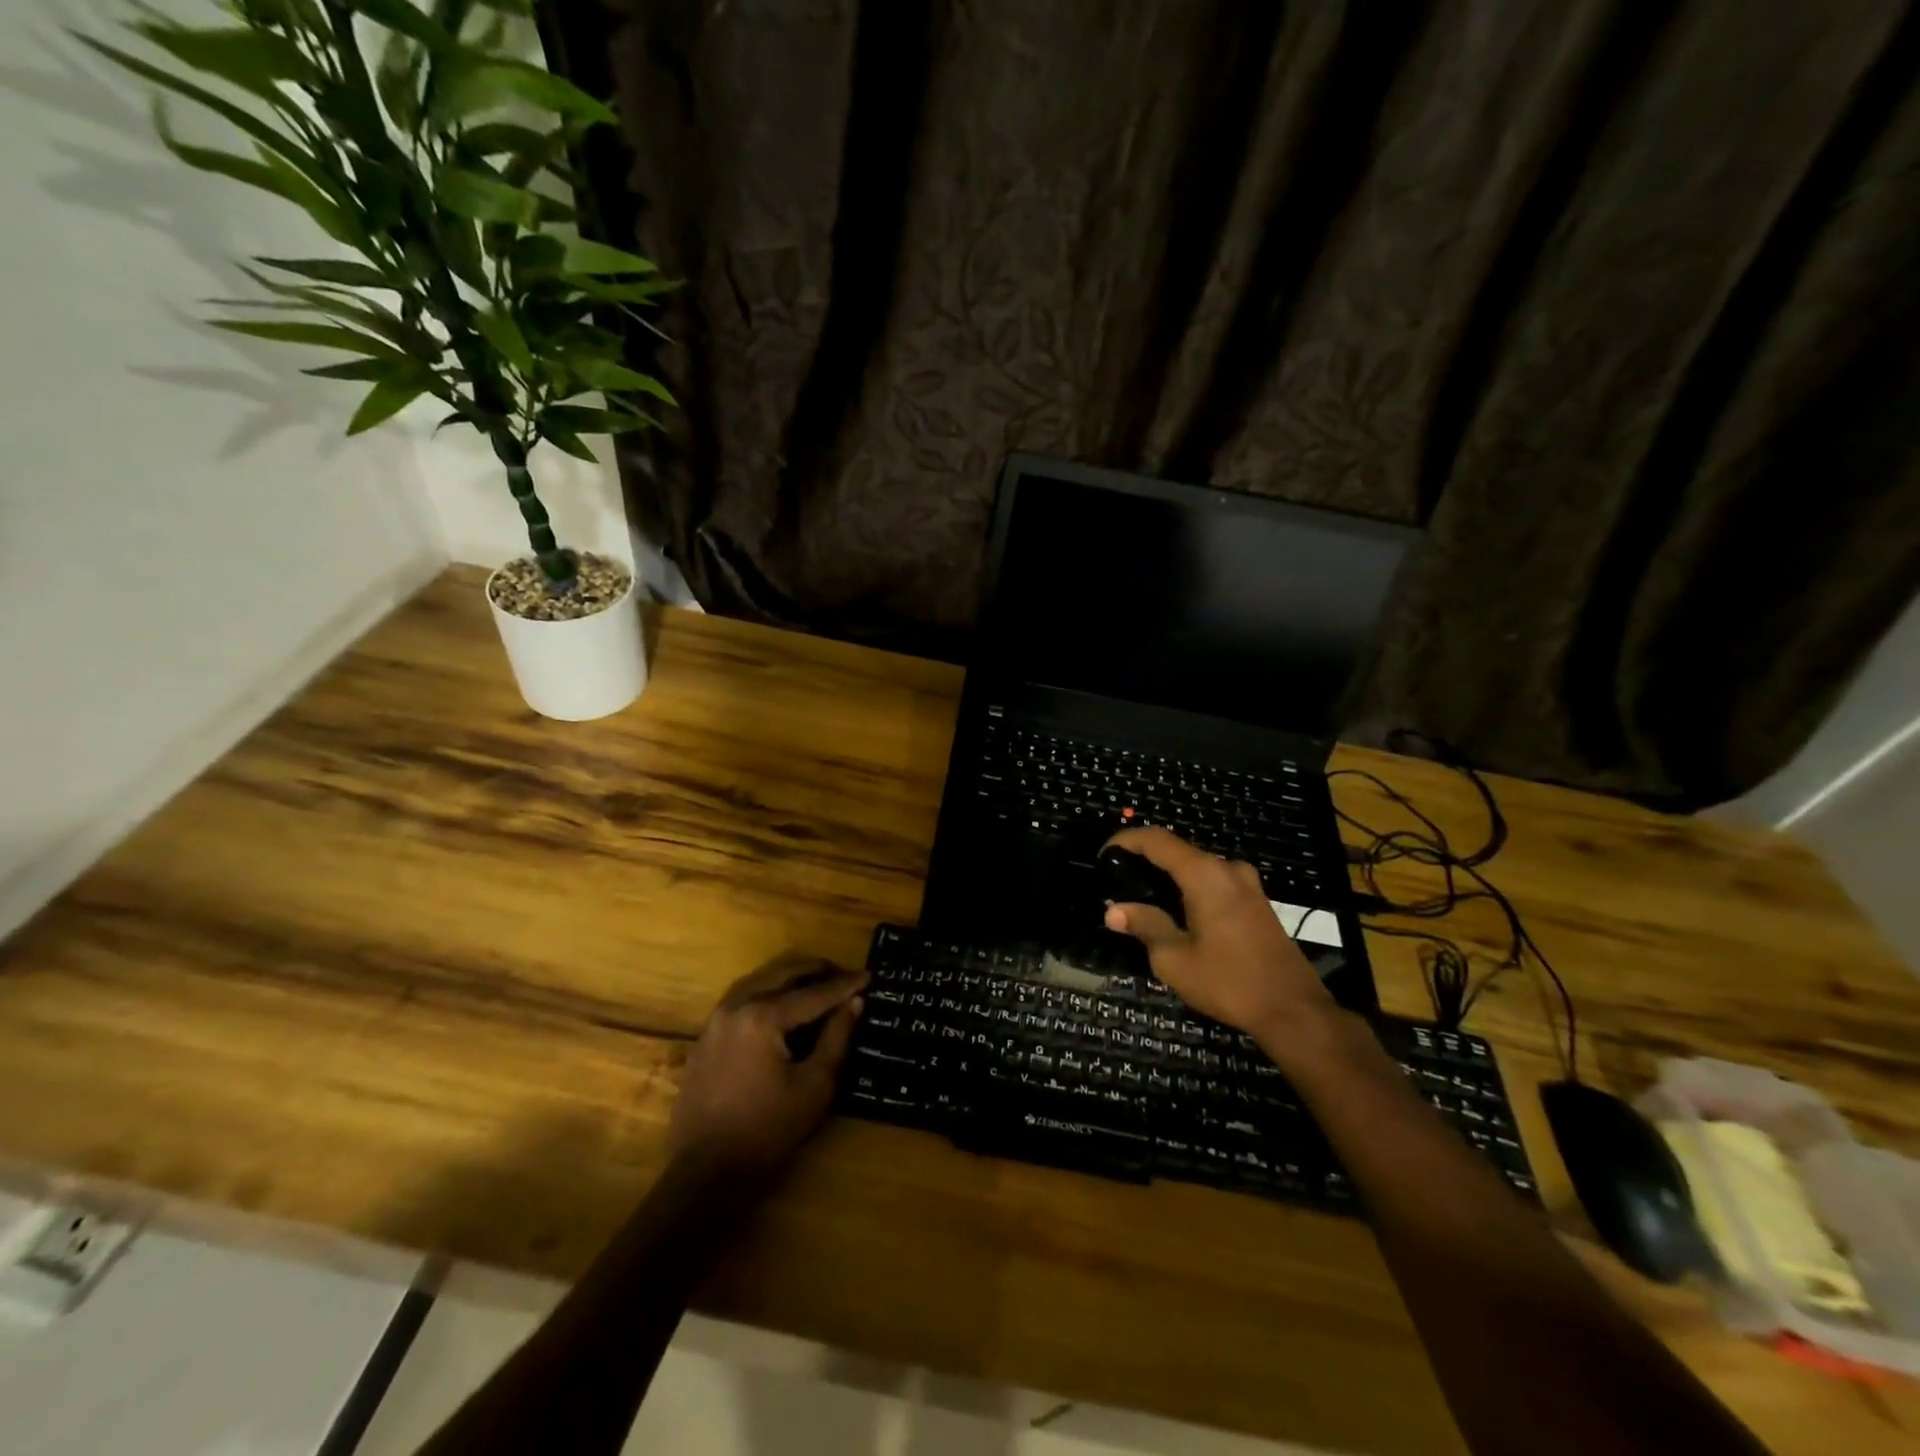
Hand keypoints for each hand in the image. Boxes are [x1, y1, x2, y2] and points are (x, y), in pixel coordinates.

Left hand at [667, 955, 866, 1183]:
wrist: (703, 1173)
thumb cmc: (766, 1131)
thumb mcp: (813, 1087)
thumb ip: (836, 1038)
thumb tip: (855, 1002)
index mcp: (762, 1017)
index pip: (813, 993)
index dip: (844, 985)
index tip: (869, 975)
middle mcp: (736, 1006)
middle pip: (782, 974)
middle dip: (816, 970)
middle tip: (844, 974)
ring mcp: (716, 1020)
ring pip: (759, 980)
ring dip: (790, 977)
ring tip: (817, 982)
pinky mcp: (706, 1036)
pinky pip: (742, 997)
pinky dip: (767, 991)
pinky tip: (783, 1004)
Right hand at [1102, 827, 1343, 1053]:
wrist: (1293, 1009)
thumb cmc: (1229, 981)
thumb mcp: (1175, 958)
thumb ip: (1145, 926)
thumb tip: (1113, 911)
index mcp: (1205, 875)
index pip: (1157, 840)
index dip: (1126, 840)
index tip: (1103, 854)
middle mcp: (1228, 869)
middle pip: (1178, 851)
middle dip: (1145, 860)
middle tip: (1118, 882)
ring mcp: (1248, 884)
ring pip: (1197, 867)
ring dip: (1169, 876)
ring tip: (1142, 899)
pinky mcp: (1257, 901)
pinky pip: (1214, 881)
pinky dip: (1190, 887)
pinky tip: (1177, 912)